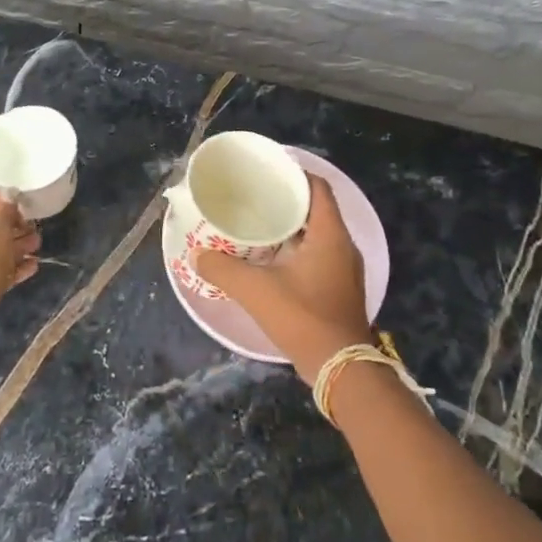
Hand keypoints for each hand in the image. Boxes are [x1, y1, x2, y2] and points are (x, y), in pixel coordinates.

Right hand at [195, 176, 372, 383]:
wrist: (340, 369)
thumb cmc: (303, 318)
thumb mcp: (256, 290)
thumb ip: (223, 270)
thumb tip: (196, 255)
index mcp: (330, 234)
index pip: (317, 187)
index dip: (294, 174)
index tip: (267, 172)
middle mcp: (343, 245)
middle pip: (316, 209)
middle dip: (287, 201)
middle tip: (255, 197)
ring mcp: (345, 269)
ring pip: (318, 234)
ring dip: (291, 227)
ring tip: (258, 224)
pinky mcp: (341, 288)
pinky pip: (319, 254)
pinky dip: (297, 249)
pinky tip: (271, 258)